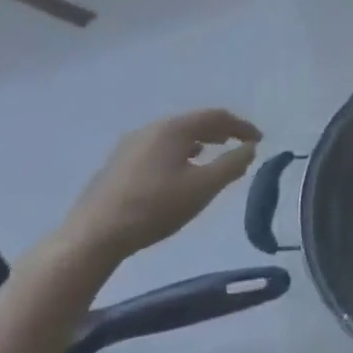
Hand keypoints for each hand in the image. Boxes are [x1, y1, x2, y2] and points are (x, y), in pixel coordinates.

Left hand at [61, 109, 261, 263]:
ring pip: (174, 135)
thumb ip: (232, 165)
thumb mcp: (203, 188)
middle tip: (238, 145)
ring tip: (212, 155)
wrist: (93, 236)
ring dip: (199, 142)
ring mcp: (130, 144)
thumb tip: (250, 148)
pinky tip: (179, 170)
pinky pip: (159, 147)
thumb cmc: (155, 207)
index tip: (259, 140)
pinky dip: (179, 152)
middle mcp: (152, 128)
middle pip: (194, 122)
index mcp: (174, 128)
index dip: (241, 127)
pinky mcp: (118, 163)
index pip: (216, 116)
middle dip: (220, 132)